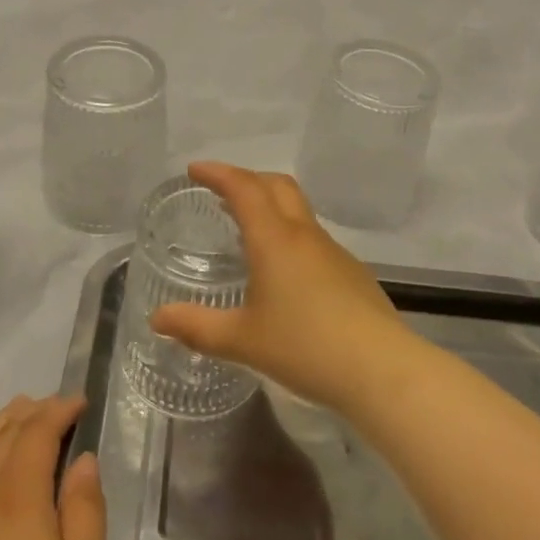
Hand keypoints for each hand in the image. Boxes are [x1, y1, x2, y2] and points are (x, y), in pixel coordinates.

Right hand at [150, 162, 412, 412]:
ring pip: (298, 212)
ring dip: (270, 207)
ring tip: (247, 229)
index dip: (218, 173)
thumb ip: (197, 327)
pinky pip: (313, 240)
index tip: (195, 170)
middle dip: (247, 179)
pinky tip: (284, 273)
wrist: (381, 369)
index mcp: (274, 239)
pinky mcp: (352, 274)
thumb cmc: (305, 347)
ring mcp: (333, 253)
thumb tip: (157, 318)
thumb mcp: (242, 340)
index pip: (243, 188)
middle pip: (277, 186)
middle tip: (221, 192)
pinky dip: (290, 236)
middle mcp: (305, 236)